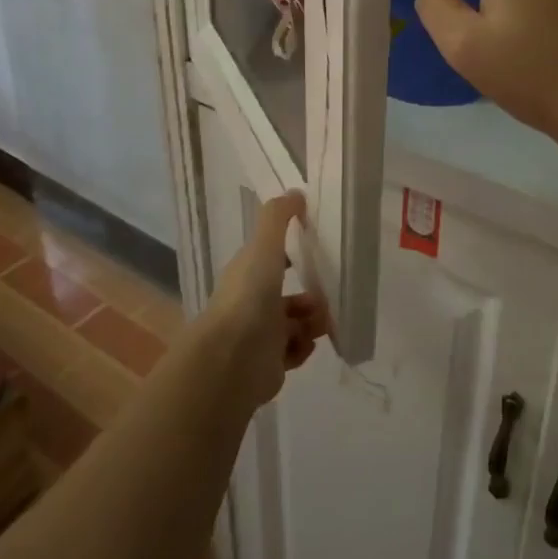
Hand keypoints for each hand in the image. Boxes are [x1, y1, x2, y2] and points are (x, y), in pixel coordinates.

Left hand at [201, 192, 329, 409]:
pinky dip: (303, 347)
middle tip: (325, 297)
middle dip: (311, 296)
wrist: (232, 361)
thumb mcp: (263, 248)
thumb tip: (296, 193)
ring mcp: (259, 336)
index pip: (271, 259)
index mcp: (247, 275)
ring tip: (321, 323)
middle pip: (287, 295)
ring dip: (312, 321)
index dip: (292, 254)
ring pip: (295, 324)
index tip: (317, 253)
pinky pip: (294, 352)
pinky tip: (306, 344)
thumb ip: (277, 219)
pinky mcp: (269, 365)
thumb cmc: (249, 298)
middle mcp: (251, 304)